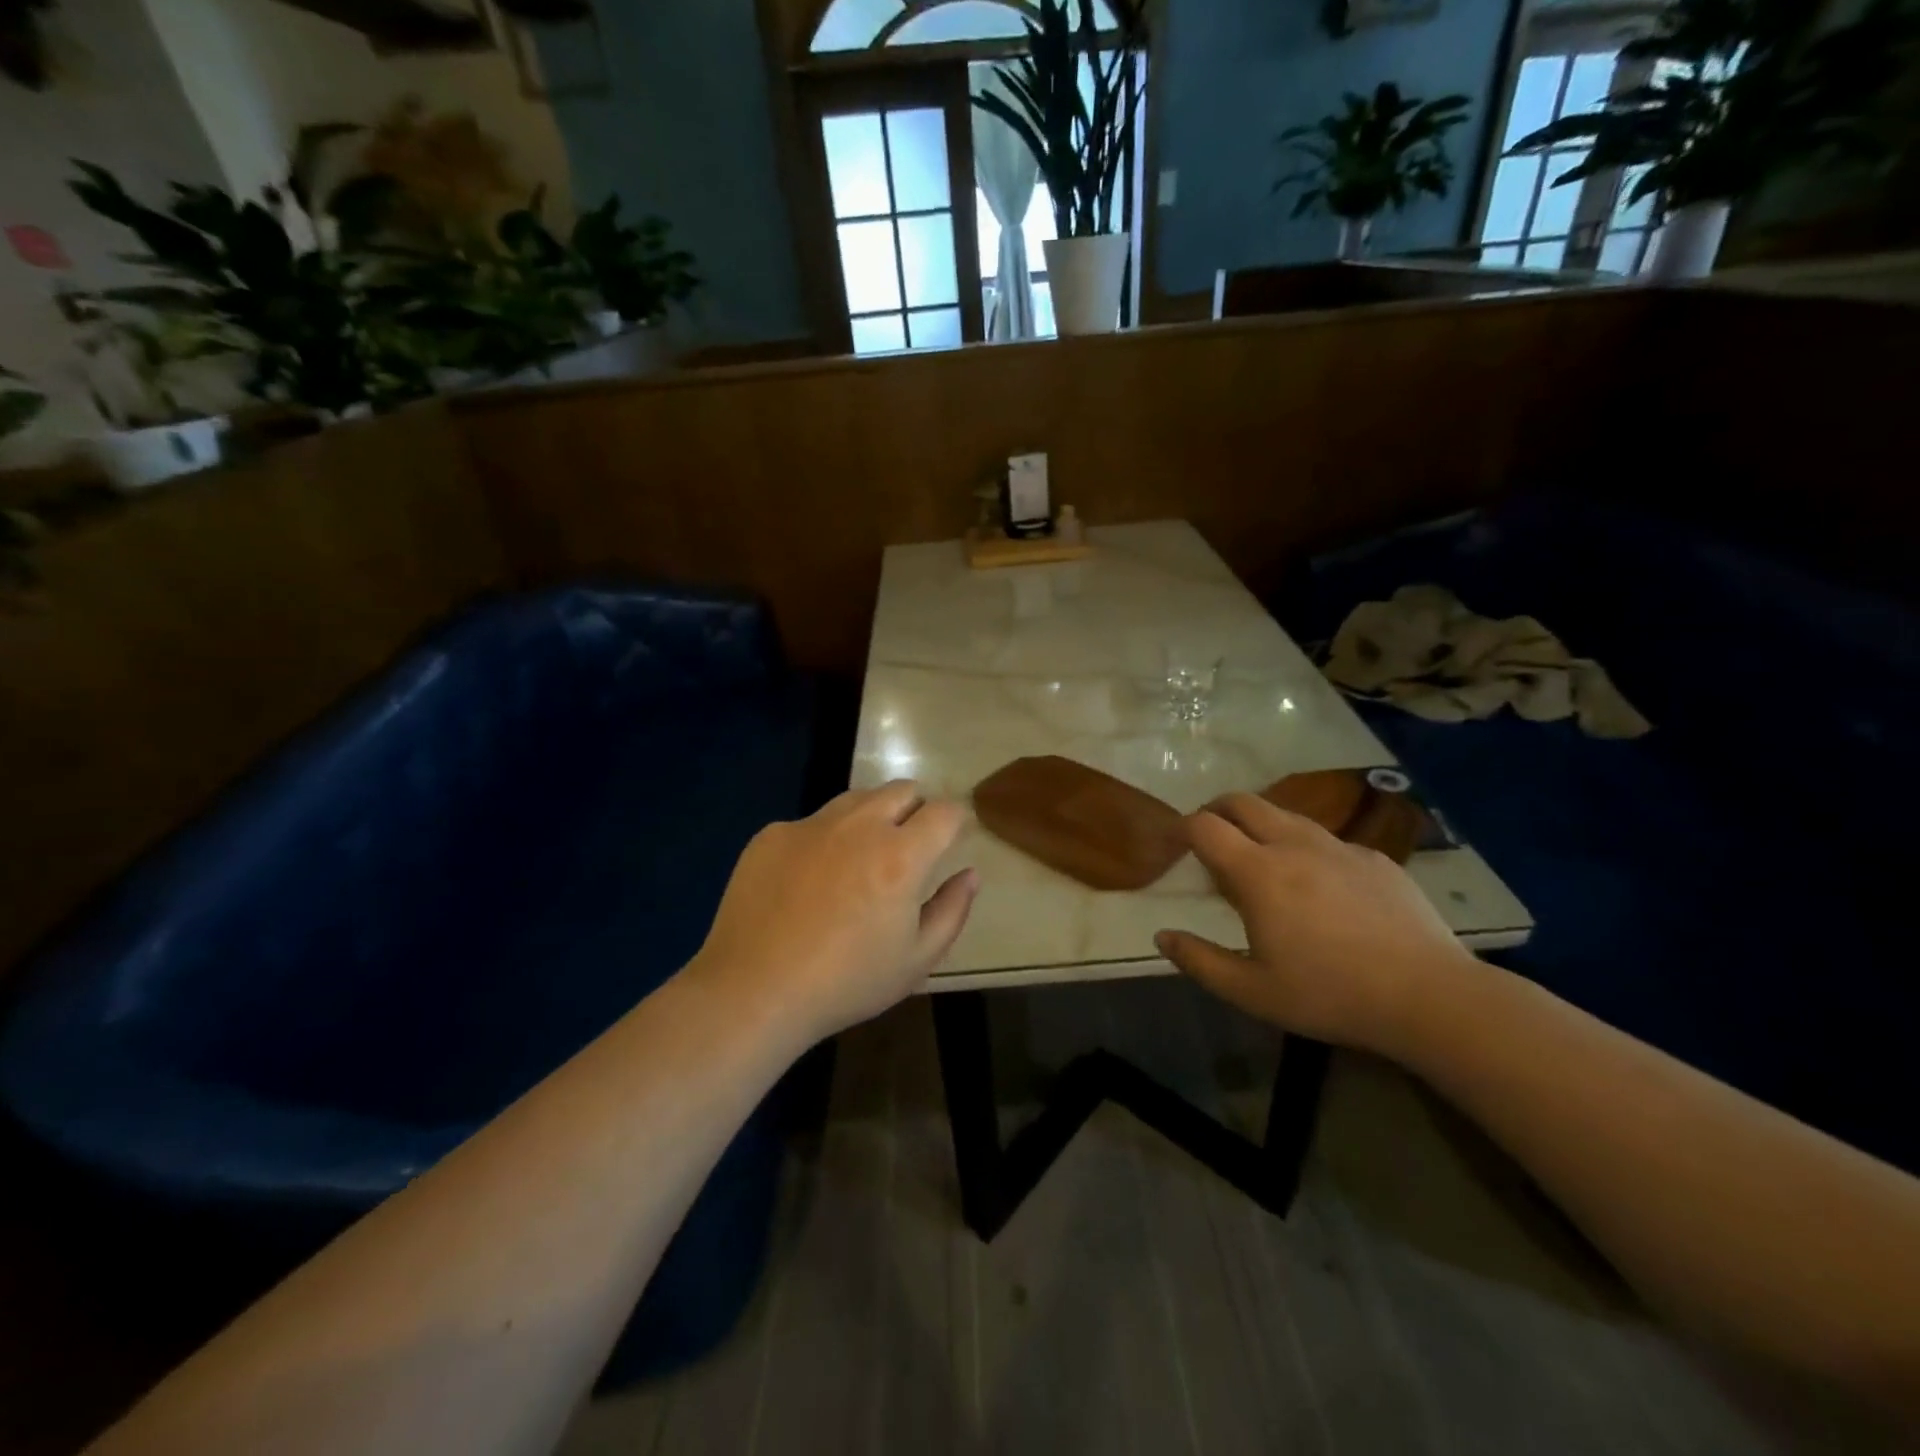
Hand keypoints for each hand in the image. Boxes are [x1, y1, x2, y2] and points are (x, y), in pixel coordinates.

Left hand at [692, 781, 976, 1044]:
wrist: (753, 991)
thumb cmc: (846, 983)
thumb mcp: (916, 961)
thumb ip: (952, 910)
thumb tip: (969, 874)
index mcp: (901, 856)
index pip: (945, 812)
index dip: (956, 821)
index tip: (953, 839)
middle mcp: (859, 826)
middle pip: (902, 789)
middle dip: (917, 809)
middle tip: (910, 846)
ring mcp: (811, 825)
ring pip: (857, 799)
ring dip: (872, 817)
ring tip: (861, 859)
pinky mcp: (773, 834)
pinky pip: (812, 823)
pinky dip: (824, 840)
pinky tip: (809, 881)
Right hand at [1156, 792, 1476, 1056]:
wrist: (1429, 996)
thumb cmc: (1330, 994)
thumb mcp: (1251, 992)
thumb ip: (1199, 961)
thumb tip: (1162, 936)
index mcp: (1258, 873)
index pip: (1206, 827)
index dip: (1183, 828)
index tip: (1176, 844)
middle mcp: (1295, 845)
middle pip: (1244, 802)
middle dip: (1217, 810)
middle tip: (1210, 837)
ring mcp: (1339, 848)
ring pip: (1286, 815)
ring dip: (1260, 825)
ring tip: (1260, 859)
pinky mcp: (1375, 858)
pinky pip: (1327, 840)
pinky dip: (1305, 849)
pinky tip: (1319, 887)